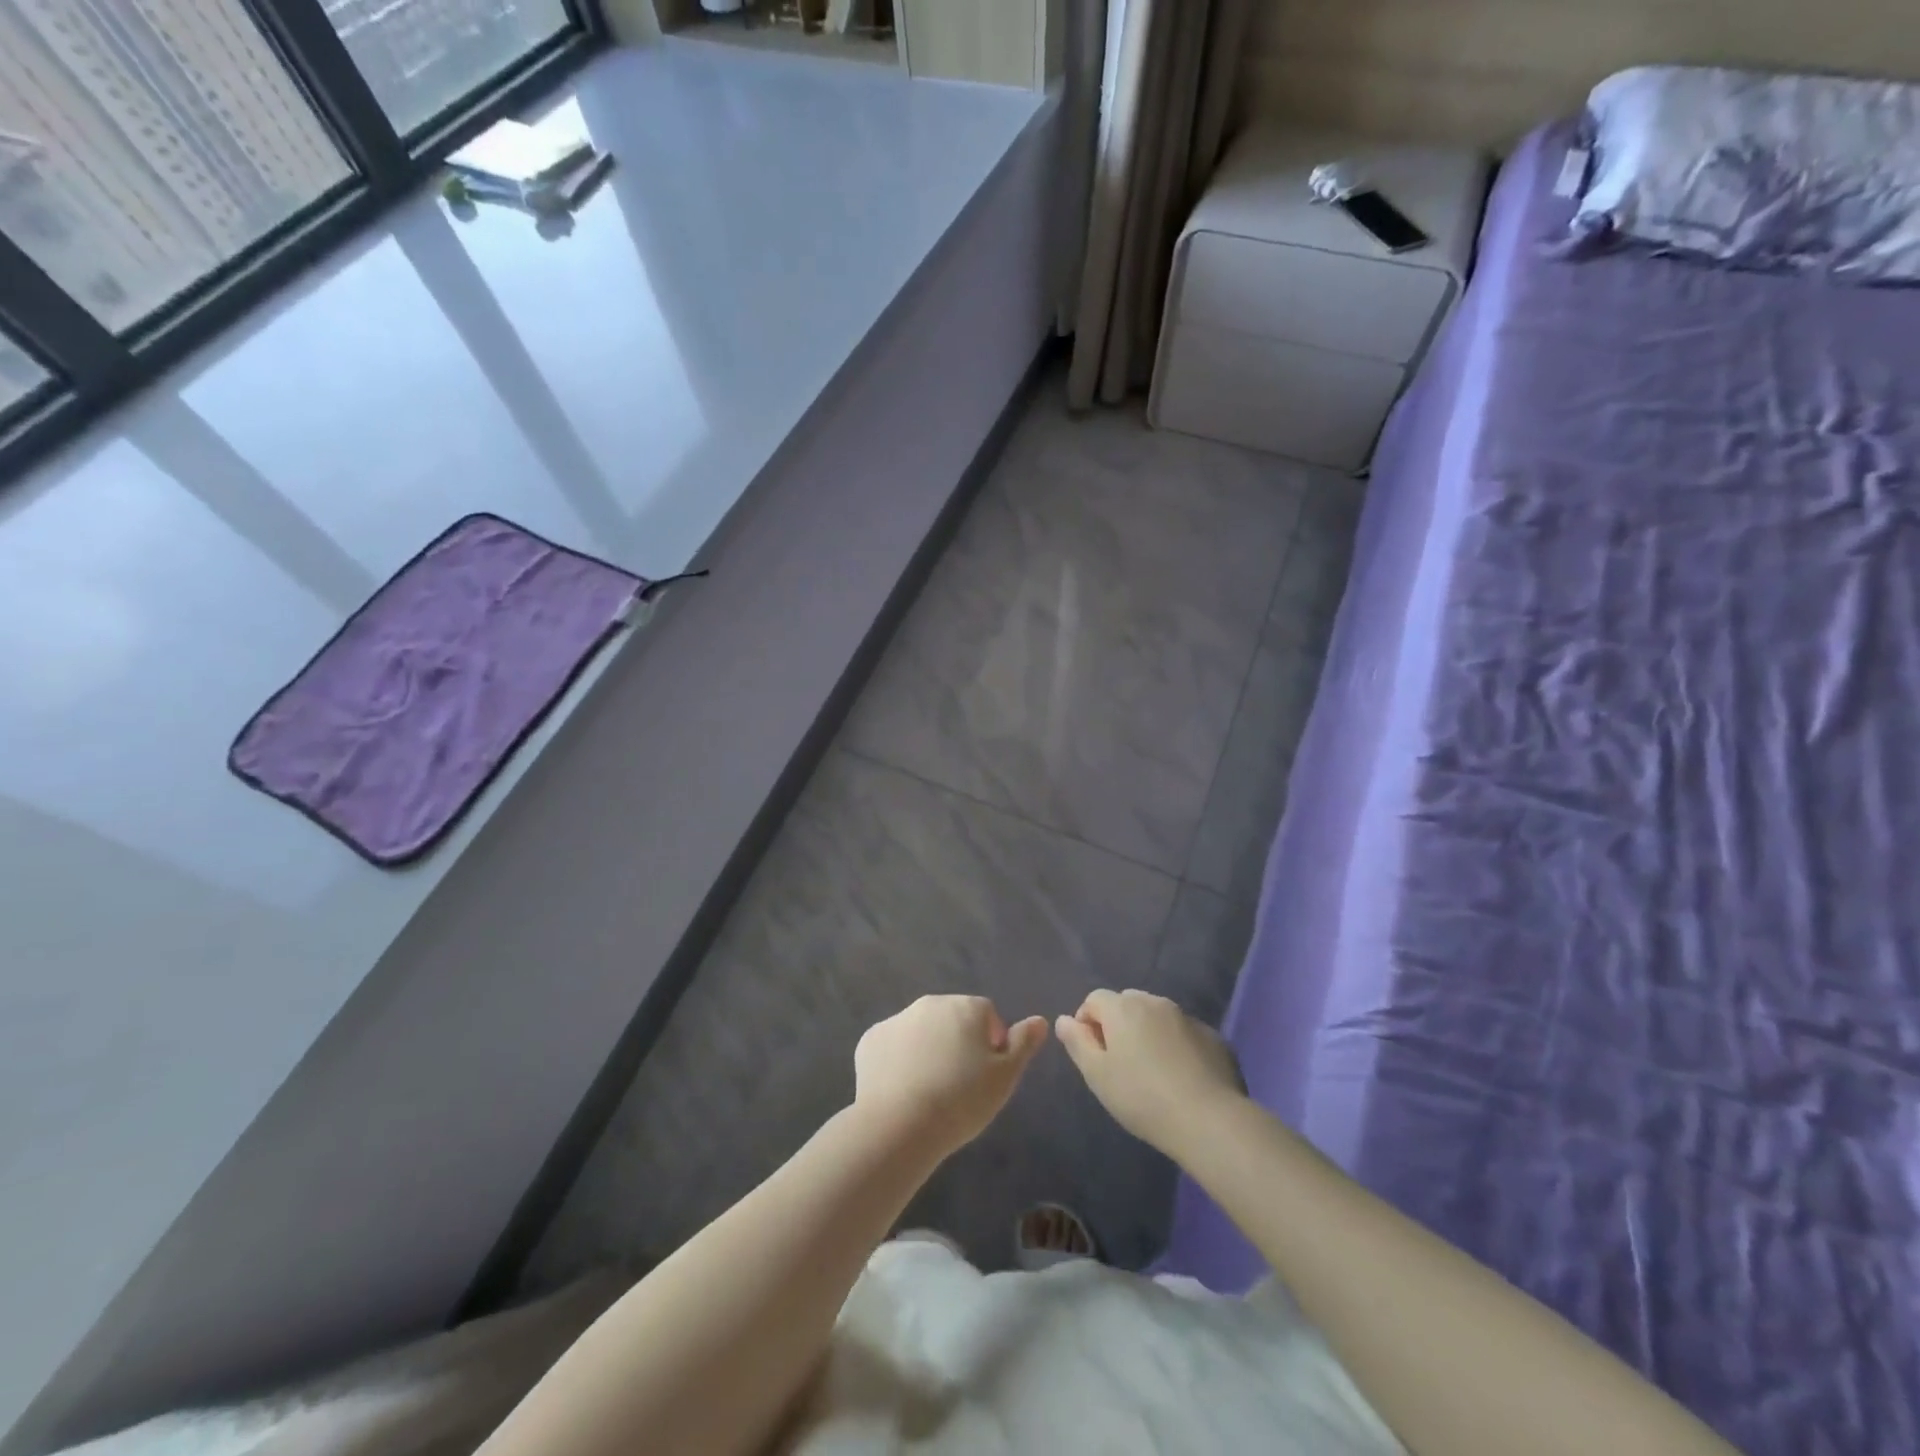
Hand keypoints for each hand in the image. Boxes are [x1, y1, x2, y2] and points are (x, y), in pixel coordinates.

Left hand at [853, 996, 1048, 1158]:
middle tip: (959, 1085)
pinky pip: (892, 1046)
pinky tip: (901, 1091)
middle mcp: (931, 1002)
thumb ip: (1023, 1044)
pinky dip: (898, 1061)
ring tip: (929, 1091)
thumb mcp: (1005, 1077)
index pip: (987, 1016)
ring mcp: (897, 1019)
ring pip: (921, 1031)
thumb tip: (1040, 1020)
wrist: (900, 1125)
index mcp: (966, 1006)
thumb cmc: (962, 1100)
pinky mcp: (871, 1039)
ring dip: (928, 1050)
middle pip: (952, 1019)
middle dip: (958, 1042)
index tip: (986, 1076)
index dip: (991, 1044)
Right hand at [1055, 990, 1244, 1155]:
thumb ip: (1076, 1042)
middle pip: (1126, 1003)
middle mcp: (1155, 1002)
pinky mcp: (1213, 1037)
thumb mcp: (1097, 1074)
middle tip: (1119, 1062)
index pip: (1094, 999)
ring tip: (1150, 1071)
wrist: (1209, 1120)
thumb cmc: (1142, 1097)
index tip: (1091, 1054)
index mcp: (1123, 1007)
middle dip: (1117, 1024)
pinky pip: (1183, 1033)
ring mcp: (1187, 1017)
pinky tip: (1180, 1077)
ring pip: (1157, 1016)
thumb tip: (1064, 1019)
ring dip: (1147, 1033)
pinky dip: (1175, 1045)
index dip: (1086, 1022)